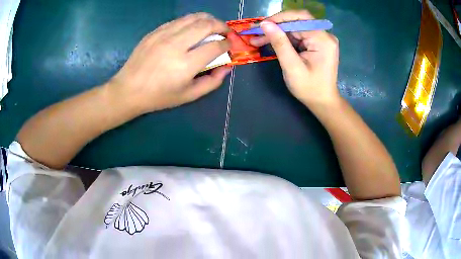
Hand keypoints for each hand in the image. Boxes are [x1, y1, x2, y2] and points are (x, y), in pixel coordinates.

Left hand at [109, 13, 231, 113]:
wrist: (128, 90)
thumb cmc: (159, 96)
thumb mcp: (188, 96)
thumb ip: (212, 82)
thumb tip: (227, 66)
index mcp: (186, 64)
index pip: (215, 46)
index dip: (227, 44)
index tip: (229, 45)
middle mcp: (176, 45)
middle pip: (207, 24)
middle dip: (222, 26)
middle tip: (226, 32)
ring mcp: (163, 35)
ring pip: (193, 17)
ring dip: (208, 19)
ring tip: (213, 26)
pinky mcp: (155, 31)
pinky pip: (179, 20)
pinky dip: (191, 21)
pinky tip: (193, 28)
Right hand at [250, 11, 339, 107]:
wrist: (323, 102)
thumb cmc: (309, 88)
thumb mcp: (292, 67)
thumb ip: (279, 43)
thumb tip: (265, 24)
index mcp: (322, 40)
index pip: (300, 18)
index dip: (279, 18)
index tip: (260, 25)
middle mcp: (324, 35)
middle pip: (297, 21)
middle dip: (275, 26)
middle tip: (255, 33)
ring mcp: (321, 39)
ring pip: (295, 28)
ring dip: (277, 32)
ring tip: (258, 39)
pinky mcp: (317, 43)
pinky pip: (298, 35)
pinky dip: (284, 38)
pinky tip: (270, 42)